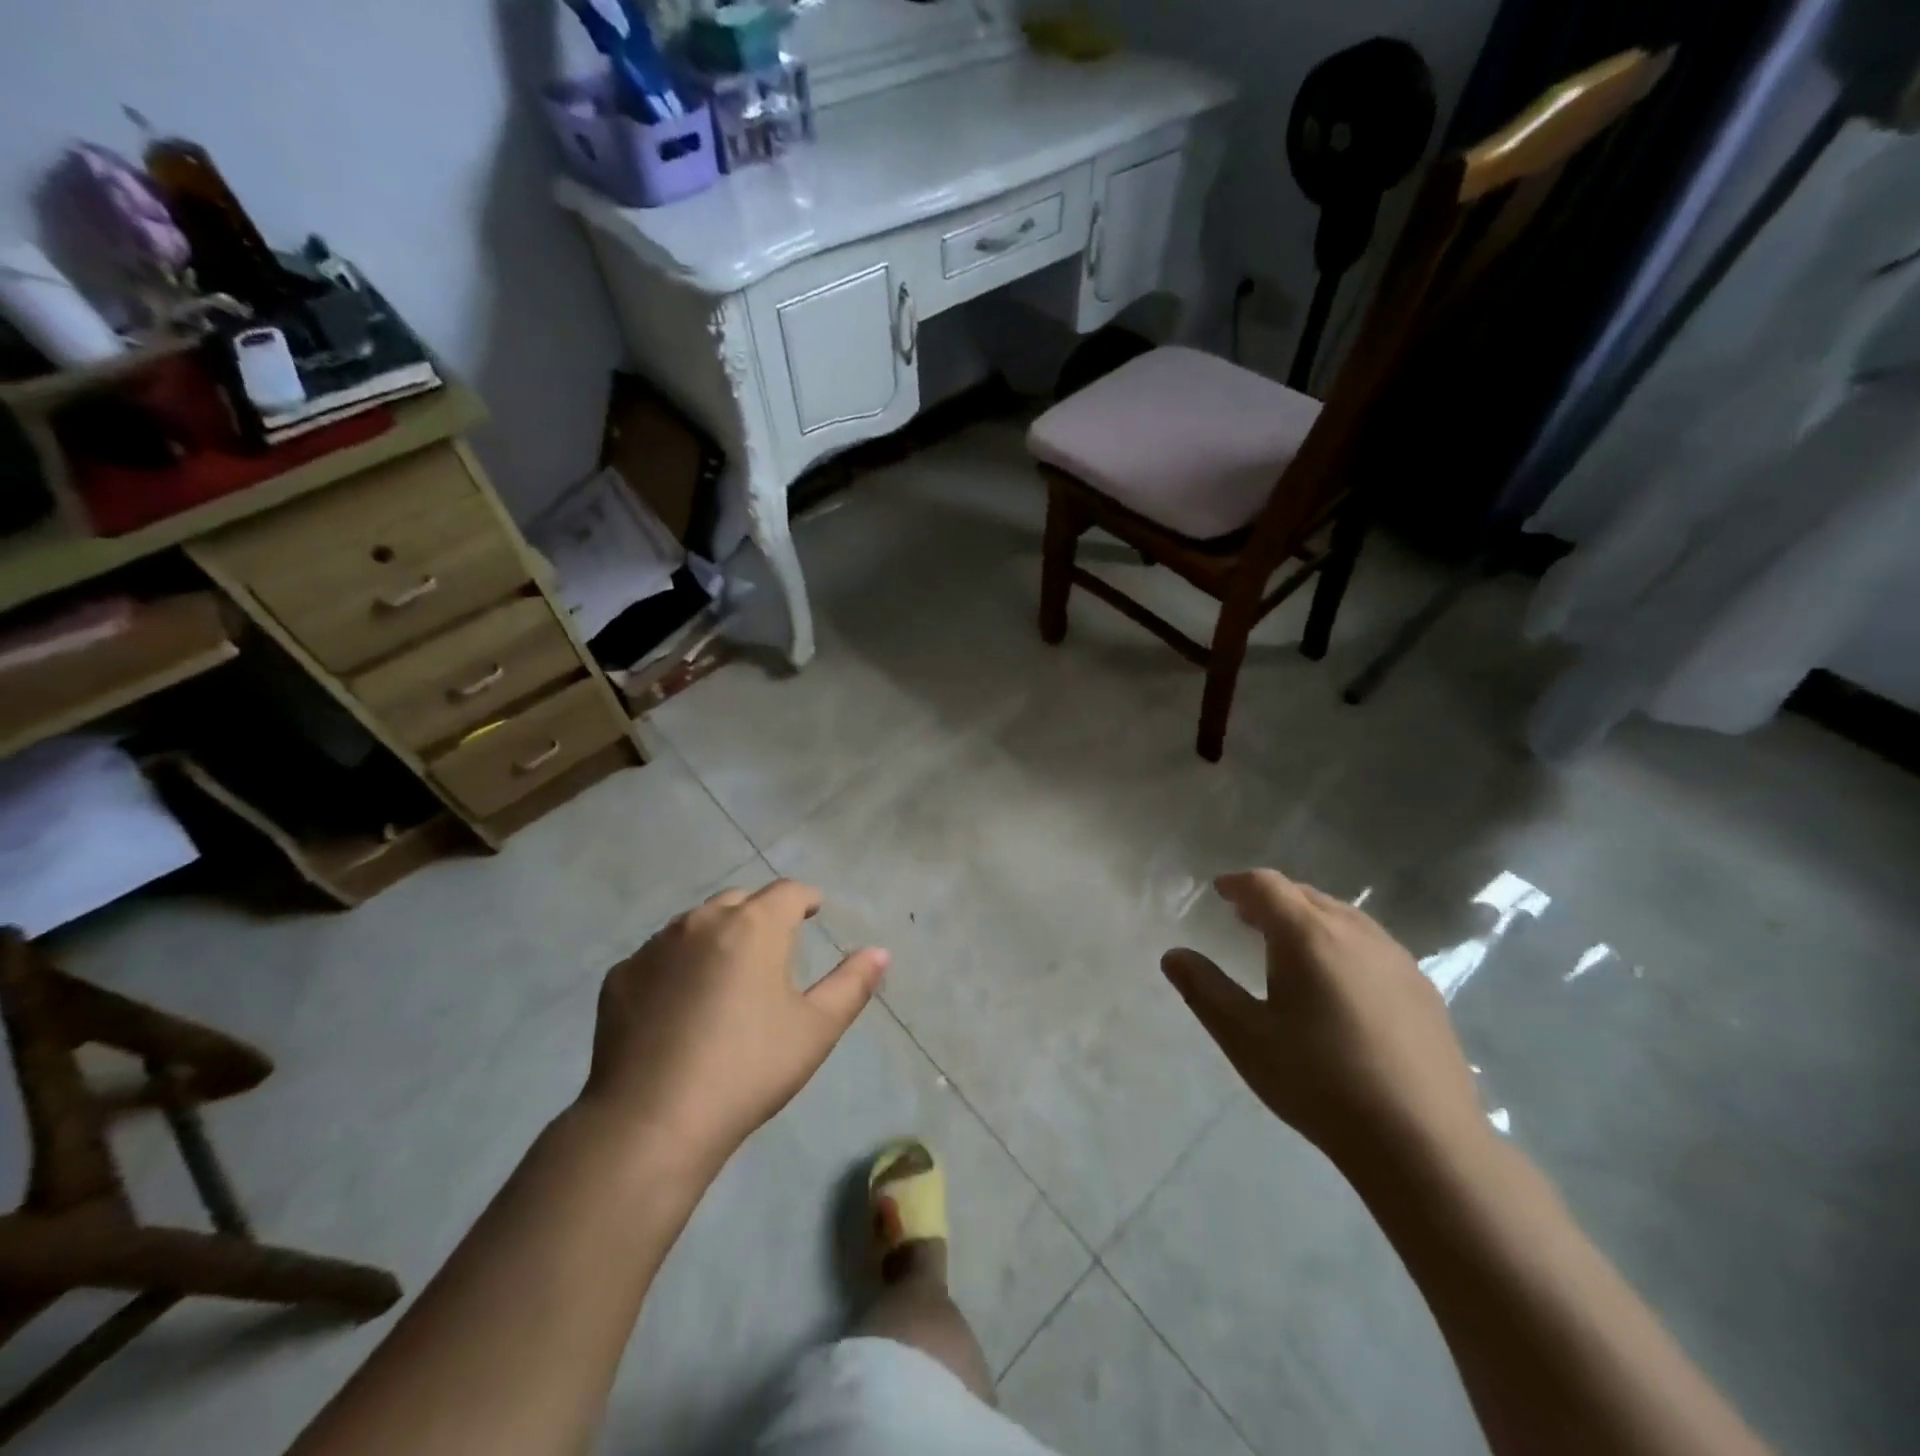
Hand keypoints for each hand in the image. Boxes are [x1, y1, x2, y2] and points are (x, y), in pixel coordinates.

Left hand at [578, 880, 889, 1169]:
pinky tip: (679, 1005)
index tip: (813, 912)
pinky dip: (677, 966)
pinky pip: (658, 956)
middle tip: (774, 946)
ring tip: (727, 973)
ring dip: (718, 935)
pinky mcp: (620, 977)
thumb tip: (879, 952)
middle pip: (740, 900)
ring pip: (695, 924)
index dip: (805, 898)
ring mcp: (655, 946)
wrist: (651, 1123)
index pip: (788, 891)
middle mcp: (702, 921)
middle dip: (761, 913)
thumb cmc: (748, 1069)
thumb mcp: (815, 1029)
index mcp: (754, 925)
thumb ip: (852, 984)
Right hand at [1162, 869, 1484, 1169]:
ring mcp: (1397, 960)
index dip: (1238, 883)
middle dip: (1271, 899)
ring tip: (1288, 947)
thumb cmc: (1319, 1082)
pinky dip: (1341, 943)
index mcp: (1308, 936)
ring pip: (1343, 917)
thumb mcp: (1244, 1037)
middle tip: (1245, 917)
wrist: (1423, 1142)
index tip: (1219, 891)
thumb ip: (1204, 989)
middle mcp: (1355, 933)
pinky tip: (1338, 983)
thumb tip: (1173, 955)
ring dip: (1308, 919)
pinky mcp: (1424, 990)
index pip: (1267, 886)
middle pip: (1306, 895)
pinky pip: (1372, 944)